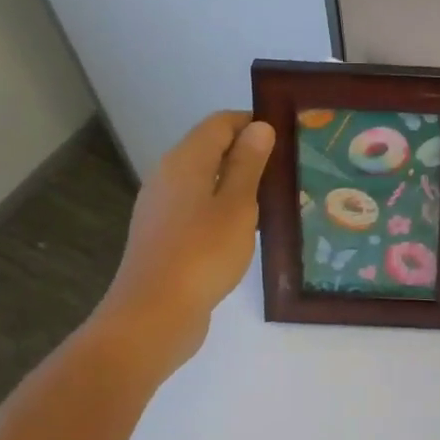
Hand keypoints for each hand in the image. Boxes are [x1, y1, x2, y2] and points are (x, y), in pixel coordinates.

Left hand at [99, 111, 274, 370]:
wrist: (153, 316)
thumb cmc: (202, 253)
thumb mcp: (238, 205)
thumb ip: (248, 164)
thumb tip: (259, 127)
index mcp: (185, 161)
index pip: (220, 123)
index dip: (252, 123)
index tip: (286, 138)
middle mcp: (167, 176)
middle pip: (210, 149)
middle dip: (247, 153)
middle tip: (286, 168)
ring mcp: (161, 207)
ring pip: (204, 180)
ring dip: (236, 183)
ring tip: (273, 198)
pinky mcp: (163, 236)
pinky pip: (197, 207)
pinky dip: (222, 207)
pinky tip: (245, 229)